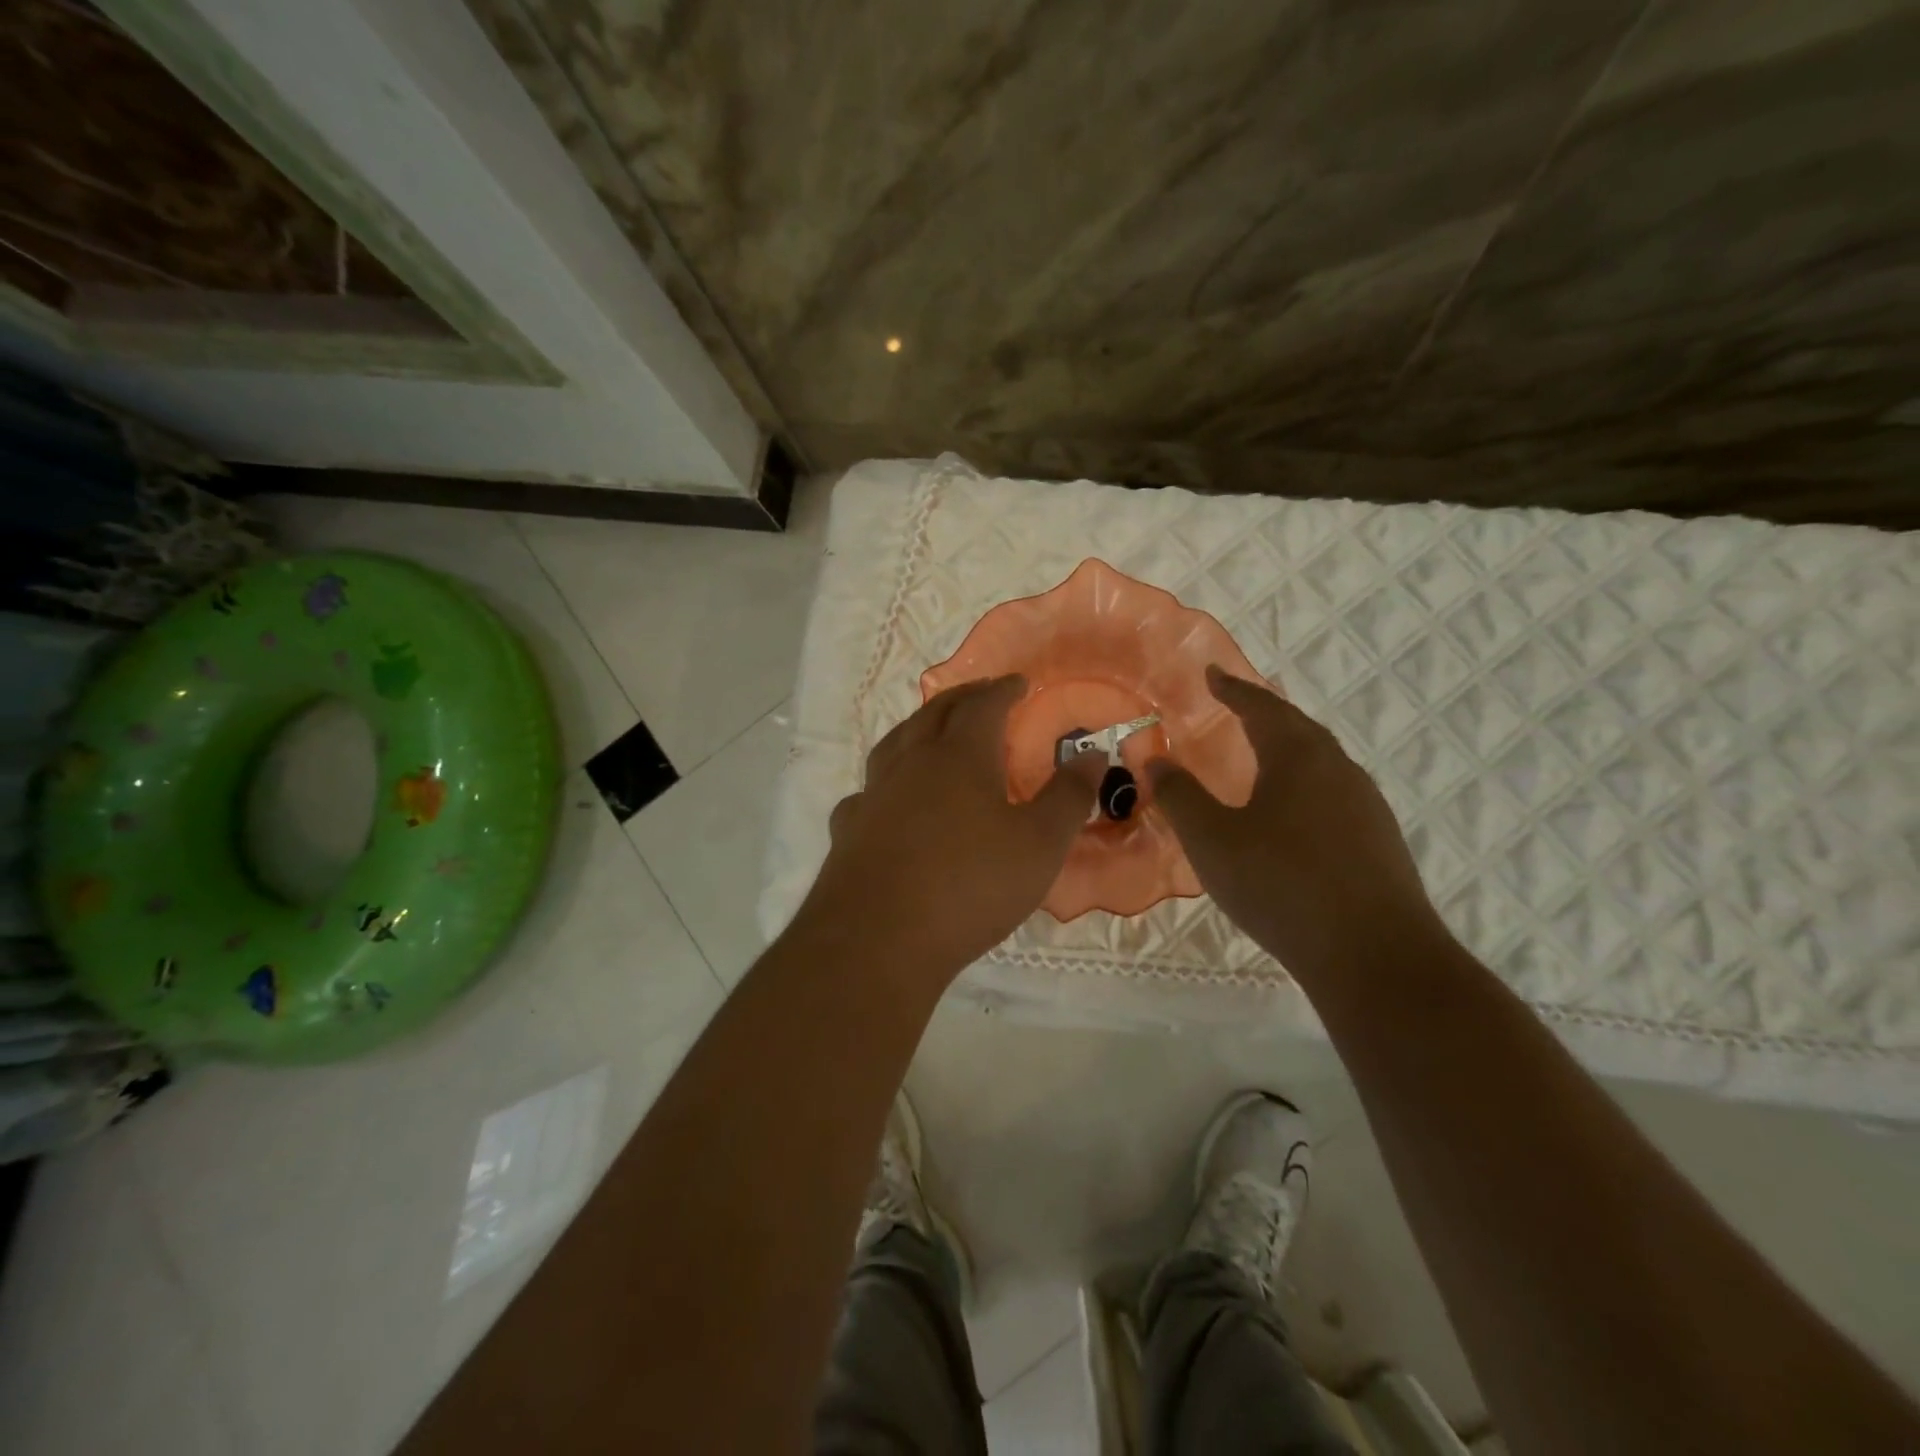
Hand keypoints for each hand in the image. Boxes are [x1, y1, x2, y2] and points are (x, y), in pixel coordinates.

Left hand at [799, 675, 1104, 983]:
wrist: (880, 938)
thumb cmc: (971, 885)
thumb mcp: (1040, 843)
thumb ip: (1068, 795)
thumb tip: (1093, 753)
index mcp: (960, 756)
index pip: (983, 705)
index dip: (1004, 690)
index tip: (1019, 682)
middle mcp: (912, 762)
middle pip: (935, 713)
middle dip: (962, 698)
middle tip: (981, 693)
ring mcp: (874, 794)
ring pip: (895, 743)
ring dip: (919, 727)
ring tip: (932, 729)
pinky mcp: (849, 828)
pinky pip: (869, 790)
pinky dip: (885, 781)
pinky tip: (888, 798)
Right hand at [1149, 667, 1447, 979]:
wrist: (1374, 955)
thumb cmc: (1281, 884)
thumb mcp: (1212, 839)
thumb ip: (1180, 795)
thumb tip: (1155, 757)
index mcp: (1299, 757)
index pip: (1262, 707)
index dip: (1233, 689)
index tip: (1212, 672)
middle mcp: (1339, 770)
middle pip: (1298, 729)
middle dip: (1264, 714)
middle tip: (1236, 707)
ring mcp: (1366, 806)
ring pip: (1321, 762)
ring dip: (1288, 750)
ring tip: (1261, 756)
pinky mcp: (1379, 841)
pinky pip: (1333, 794)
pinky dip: (1305, 785)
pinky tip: (1292, 814)